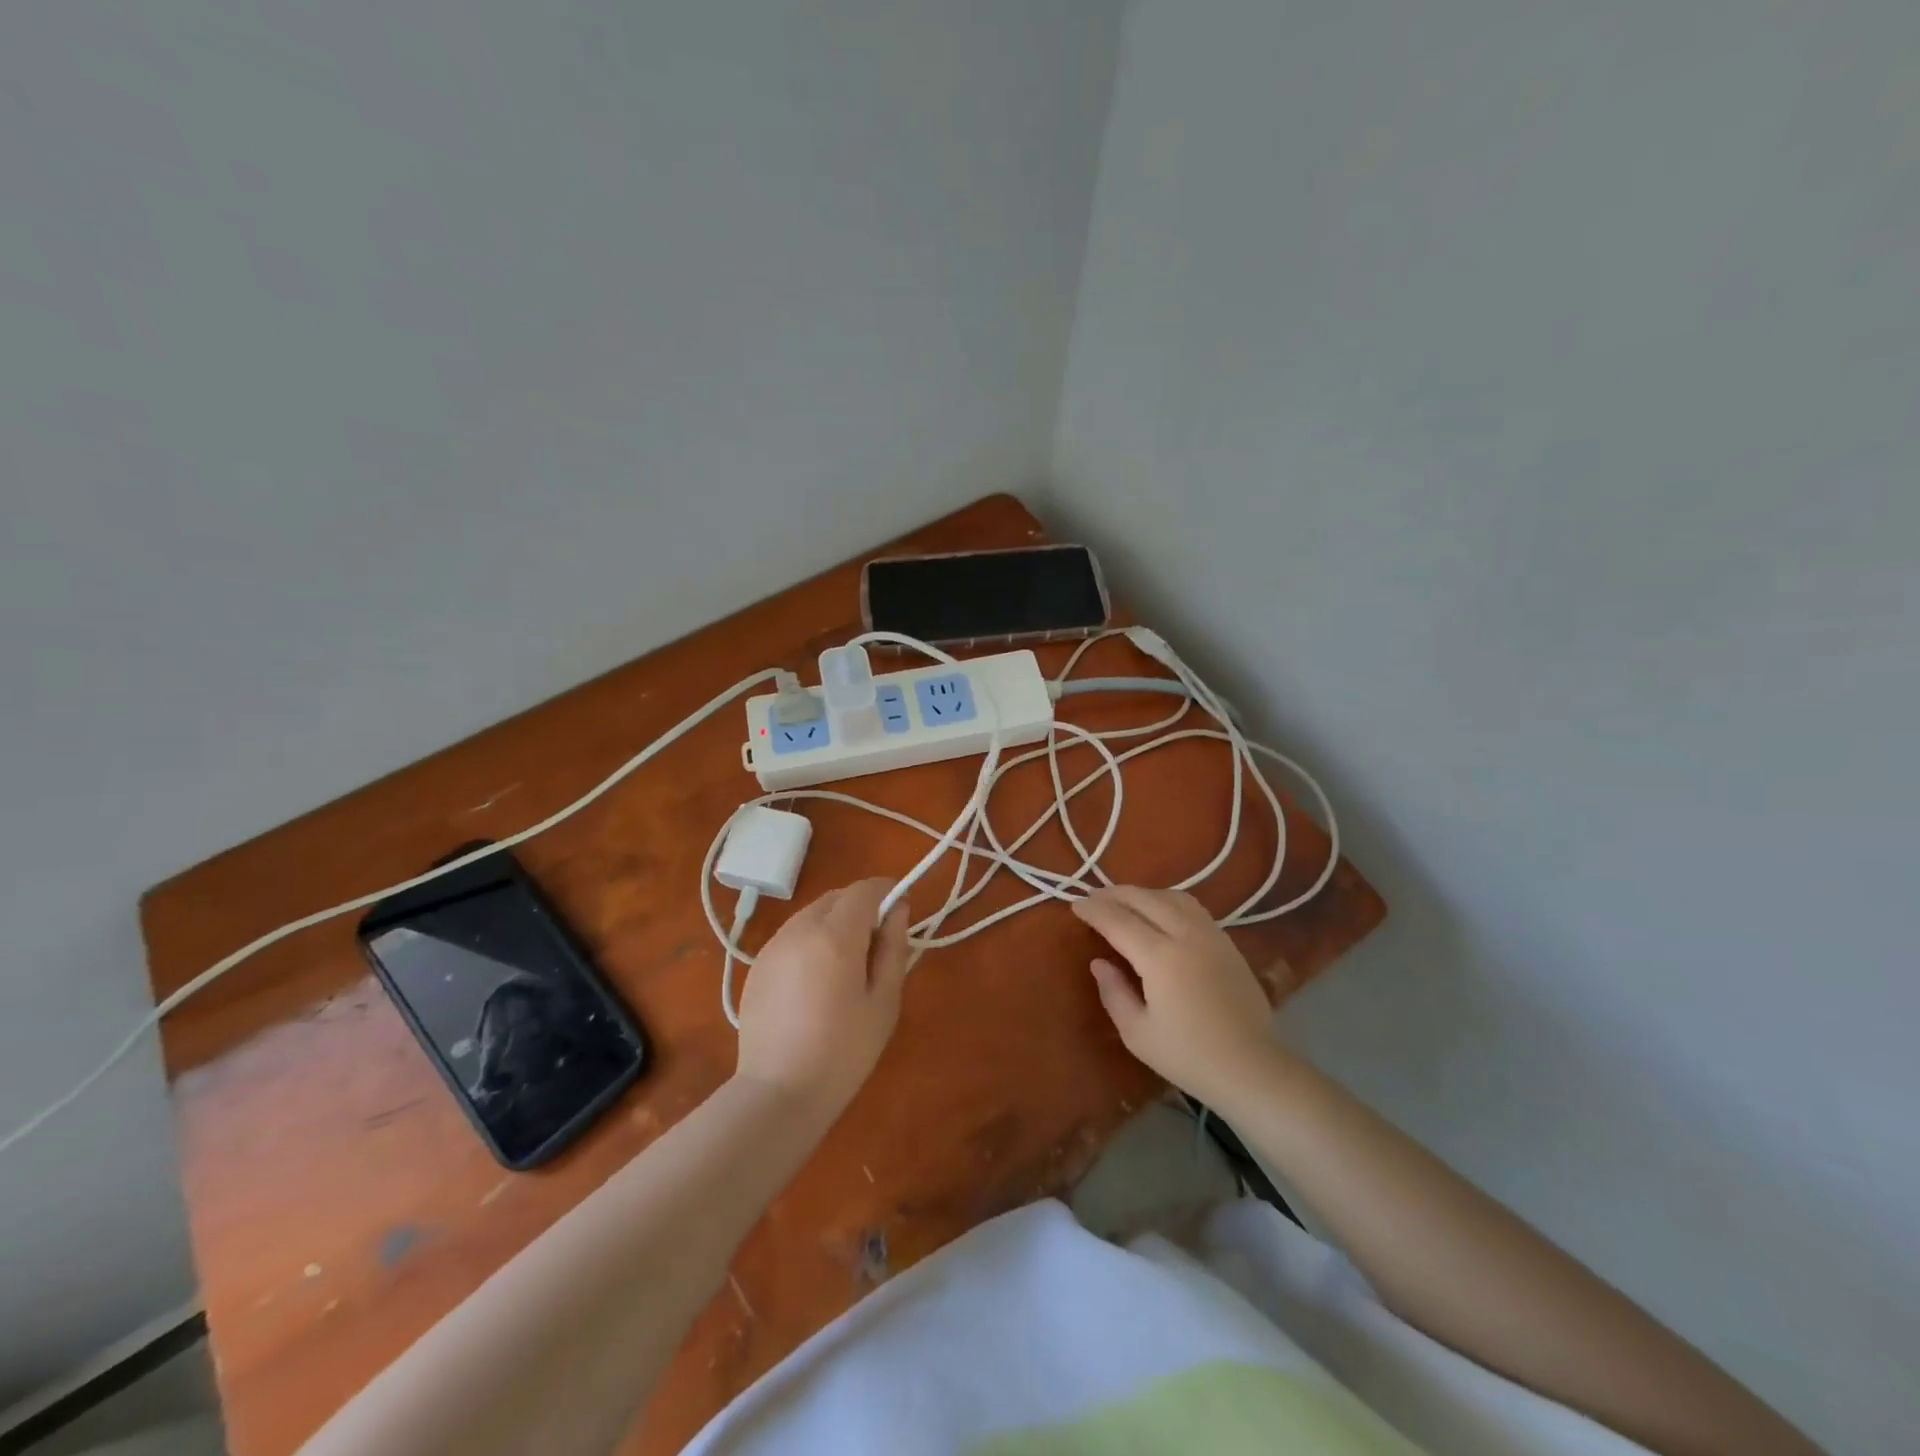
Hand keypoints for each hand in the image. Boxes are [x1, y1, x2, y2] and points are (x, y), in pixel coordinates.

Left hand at [735, 879, 910, 1118]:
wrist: (778, 1092)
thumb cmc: (844, 1051)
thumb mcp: (884, 1001)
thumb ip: (893, 947)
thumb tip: (898, 910)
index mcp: (835, 935)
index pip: (864, 890)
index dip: (886, 891)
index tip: (901, 910)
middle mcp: (800, 929)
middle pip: (837, 898)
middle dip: (861, 907)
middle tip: (877, 944)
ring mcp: (773, 946)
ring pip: (812, 914)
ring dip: (835, 922)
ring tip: (847, 965)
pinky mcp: (757, 965)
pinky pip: (792, 936)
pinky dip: (811, 941)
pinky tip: (816, 981)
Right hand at [1072, 886, 1280, 1105]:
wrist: (1253, 1068)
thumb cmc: (1189, 1057)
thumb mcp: (1138, 1034)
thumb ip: (1114, 993)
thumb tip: (1100, 962)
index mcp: (1160, 957)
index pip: (1118, 921)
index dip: (1094, 911)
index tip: (1075, 905)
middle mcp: (1186, 935)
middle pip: (1145, 899)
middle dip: (1115, 894)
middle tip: (1094, 897)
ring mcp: (1211, 936)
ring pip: (1173, 897)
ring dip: (1144, 893)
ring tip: (1126, 901)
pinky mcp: (1228, 944)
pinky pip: (1193, 908)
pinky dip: (1168, 901)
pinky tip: (1161, 912)